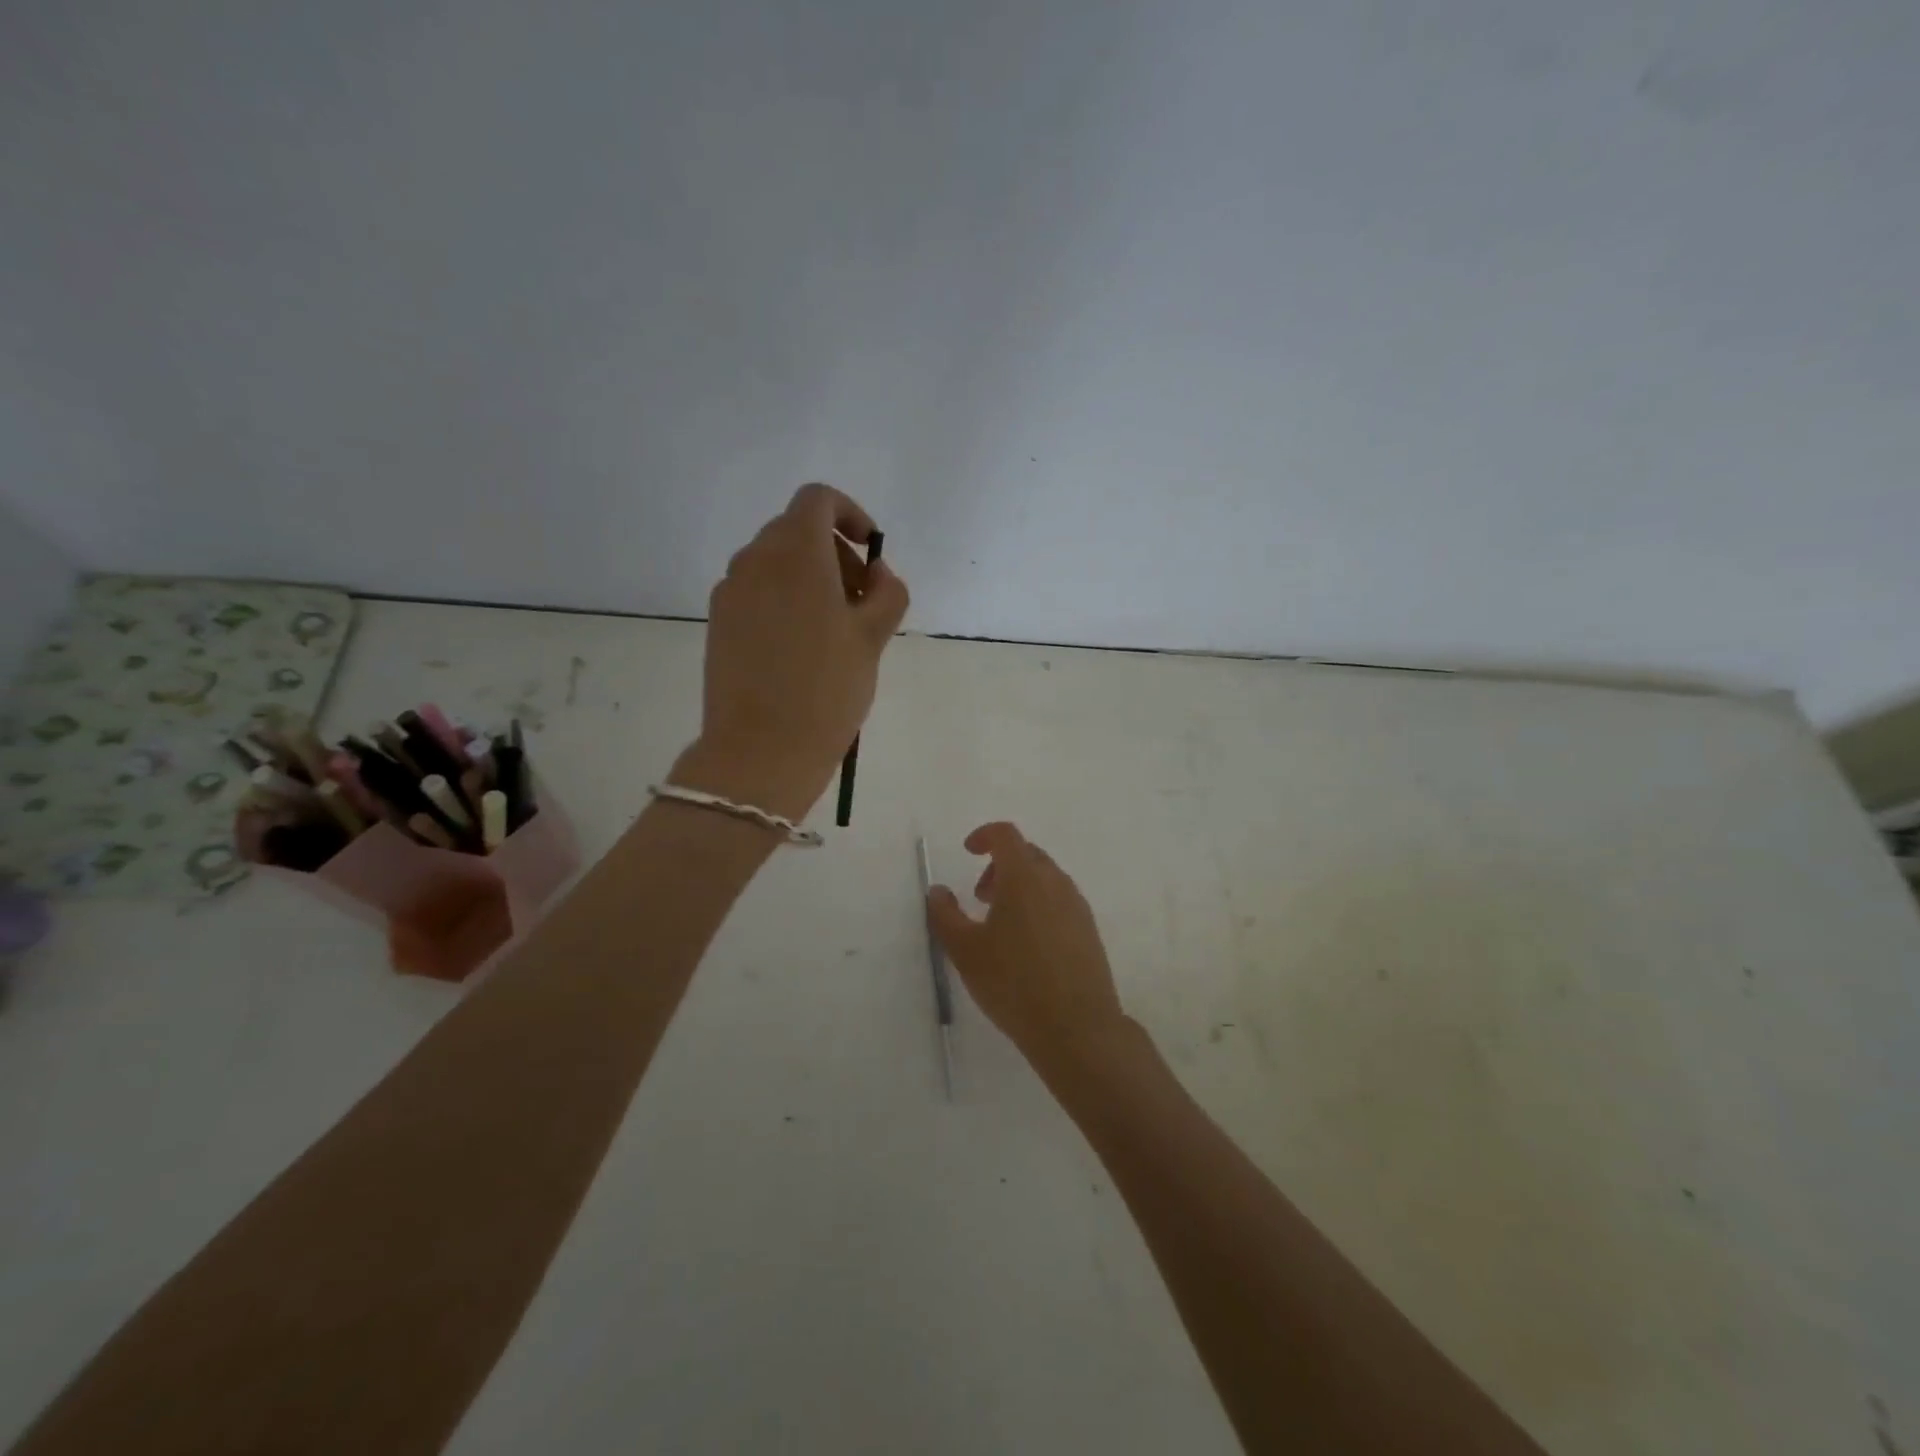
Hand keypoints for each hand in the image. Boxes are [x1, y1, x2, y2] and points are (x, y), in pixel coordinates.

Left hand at [677, 484, 908, 819]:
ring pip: (775, 562)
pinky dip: (784, 599)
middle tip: (862, 601)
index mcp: (795, 552)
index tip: (871, 552)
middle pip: (797, 530)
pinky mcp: (718, 622)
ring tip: (835, 629)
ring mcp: (730, 591)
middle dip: (836, 553)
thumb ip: (888, 593)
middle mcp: (755, 560)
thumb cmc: (826, 688)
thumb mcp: (873, 638)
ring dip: (810, 577)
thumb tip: (878, 574)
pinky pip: (756, 591)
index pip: (818, 499)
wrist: (761, 750)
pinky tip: (801, 647)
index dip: (850, 514)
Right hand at [927, 823, 1131, 1077]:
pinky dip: (1039, 905)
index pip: (1006, 835)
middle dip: (1000, 865)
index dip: (984, 835)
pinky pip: (1060, 901)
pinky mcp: (1089, 930)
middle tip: (980, 898)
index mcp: (1024, 877)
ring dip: (1020, 887)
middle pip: (1027, 854)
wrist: (1077, 1027)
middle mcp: (1055, 882)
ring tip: (1001, 925)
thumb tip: (938, 891)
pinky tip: (1027, 945)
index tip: (968, 852)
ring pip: (1046, 878)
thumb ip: (945, 915)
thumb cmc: (1013, 983)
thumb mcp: (965, 951)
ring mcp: (1077, 906)